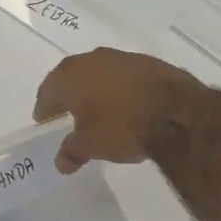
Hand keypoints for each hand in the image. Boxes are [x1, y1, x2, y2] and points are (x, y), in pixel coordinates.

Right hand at [33, 48, 208, 172]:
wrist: (177, 112)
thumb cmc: (121, 126)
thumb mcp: (91, 145)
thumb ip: (72, 151)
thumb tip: (61, 163)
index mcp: (69, 76)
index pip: (47, 91)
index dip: (44, 108)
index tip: (44, 120)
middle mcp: (91, 60)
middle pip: (71, 77)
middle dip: (67, 94)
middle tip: (65, 112)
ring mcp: (121, 57)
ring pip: (98, 73)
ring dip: (94, 88)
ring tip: (97, 108)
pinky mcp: (147, 62)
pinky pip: (122, 75)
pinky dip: (118, 87)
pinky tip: (124, 103)